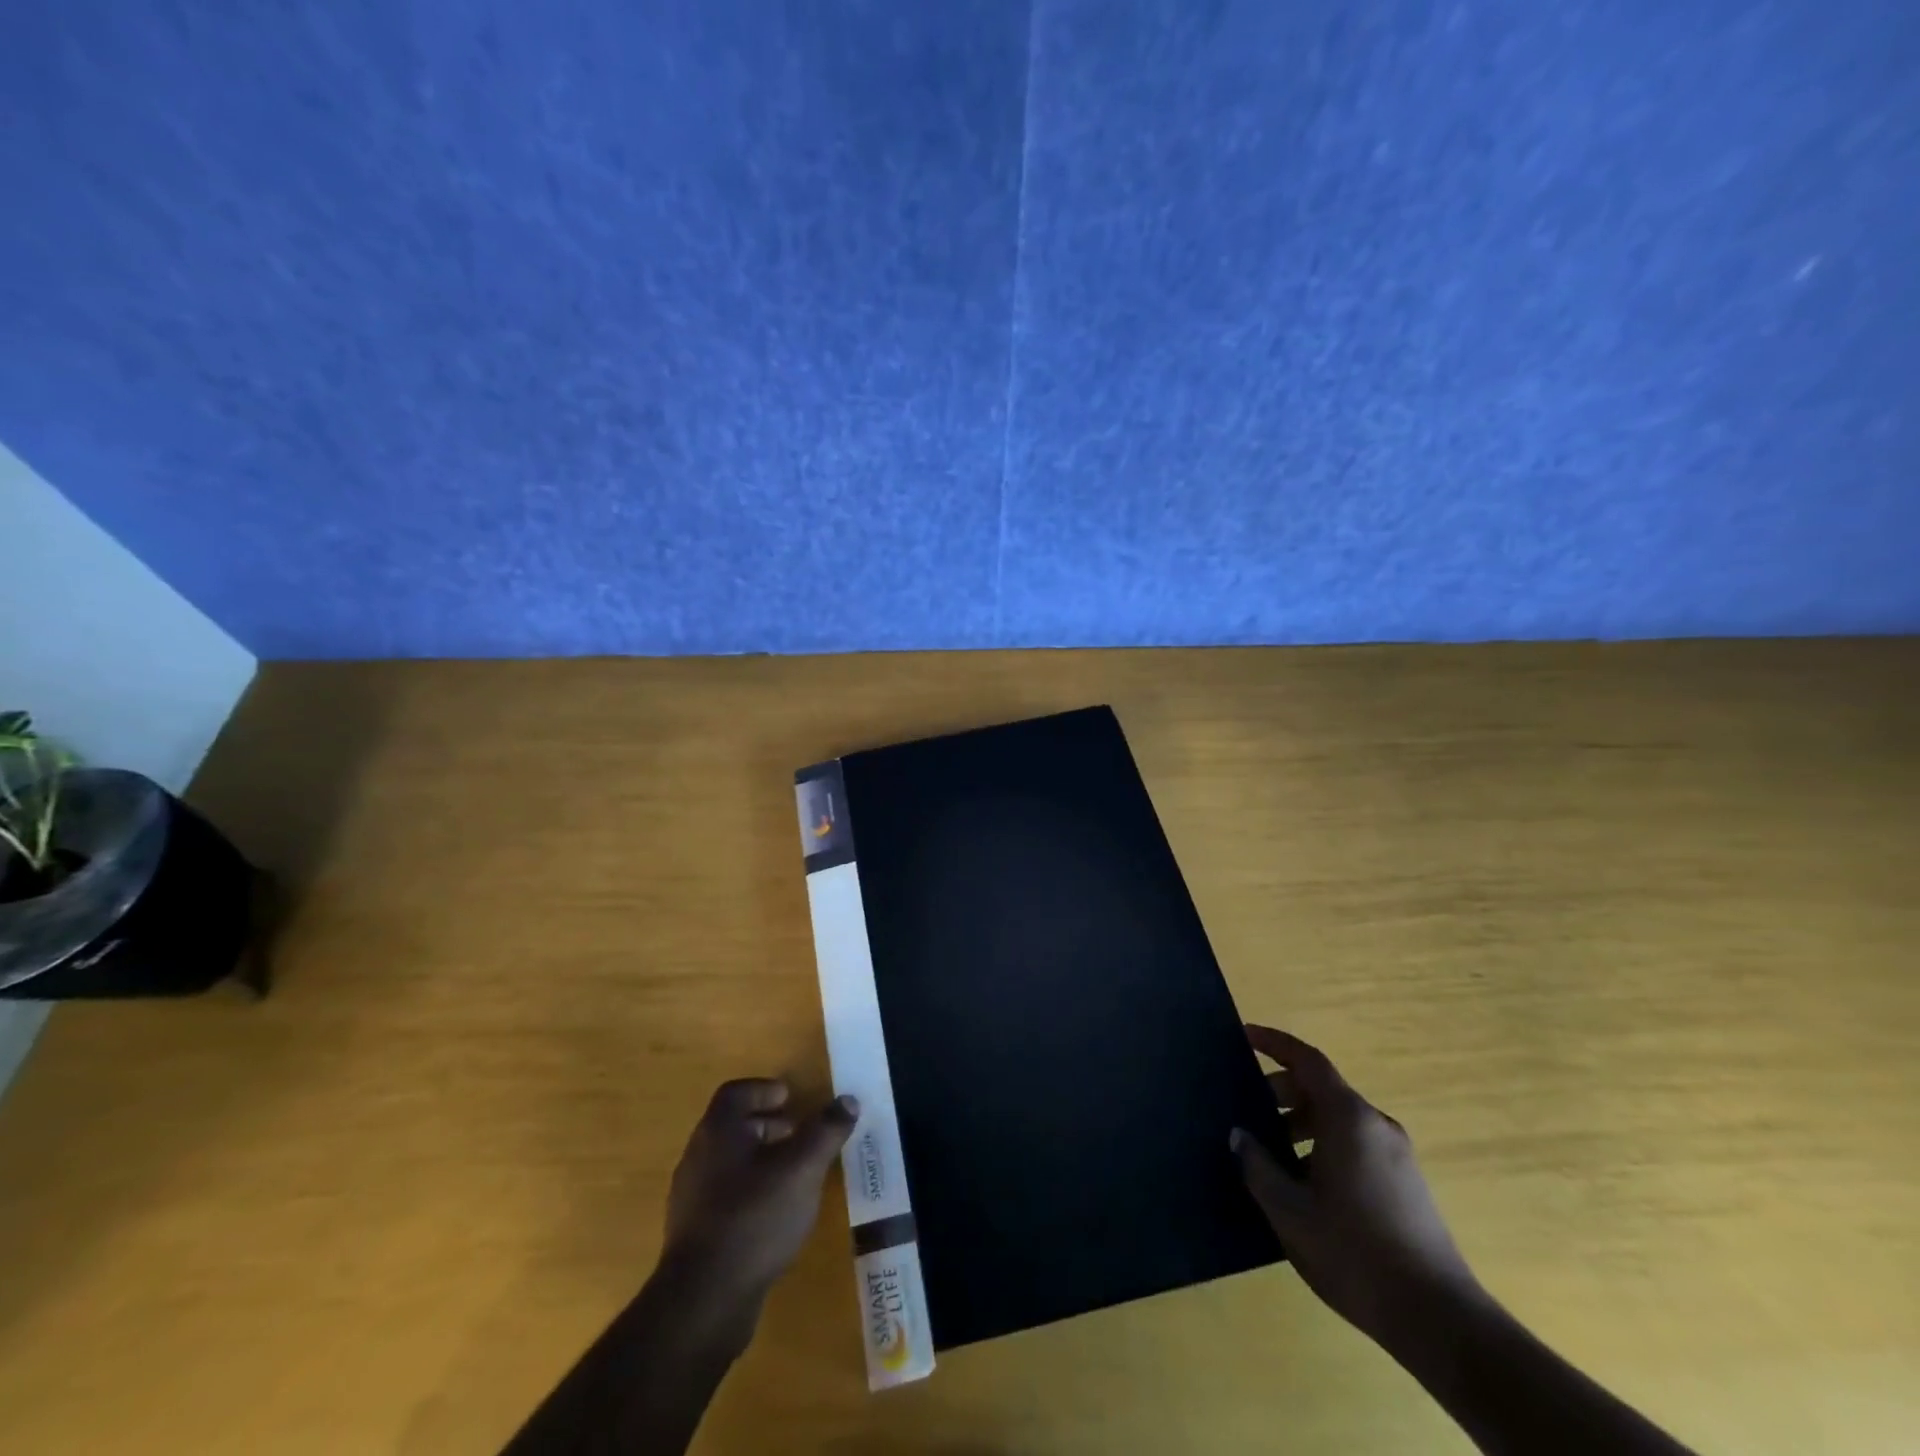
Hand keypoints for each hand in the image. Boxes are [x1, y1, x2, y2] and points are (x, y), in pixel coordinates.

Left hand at [661, 1078, 858, 1311]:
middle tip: (800, 1134)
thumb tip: (848, 1100)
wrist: (704, 1302)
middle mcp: (698, 1156)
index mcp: (718, 1131)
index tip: (791, 1098)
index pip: (736, 1092)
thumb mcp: (802, 1169)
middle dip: (768, 1125)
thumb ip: (826, 1131)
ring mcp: (691, 1198)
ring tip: (794, 1174)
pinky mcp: (694, 1234)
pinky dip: (750, 1191)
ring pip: (729, 1162)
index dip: (764, 1090)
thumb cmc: (755, 1218)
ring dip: (761, 1159)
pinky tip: (775, 1214)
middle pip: (733, 1126)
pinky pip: (724, 1196)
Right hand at [1231, 1025, 1481, 1344]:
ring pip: (1338, 1120)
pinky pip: (1355, 1144)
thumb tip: (1240, 1135)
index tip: (1244, 1035)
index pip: (1307, 1060)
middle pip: (1321, 1089)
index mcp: (1348, 1118)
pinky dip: (1323, 1146)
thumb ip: (1258, 1165)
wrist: (1438, 1319)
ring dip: (1300, 1124)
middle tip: (1247, 1112)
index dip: (1274, 1043)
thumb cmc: (1353, 1252)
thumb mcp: (1289, 1209)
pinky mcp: (1407, 1184)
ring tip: (1270, 1155)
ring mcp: (1397, 1155)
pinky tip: (1303, 1185)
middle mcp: (1376, 1125)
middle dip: (1281, 1093)